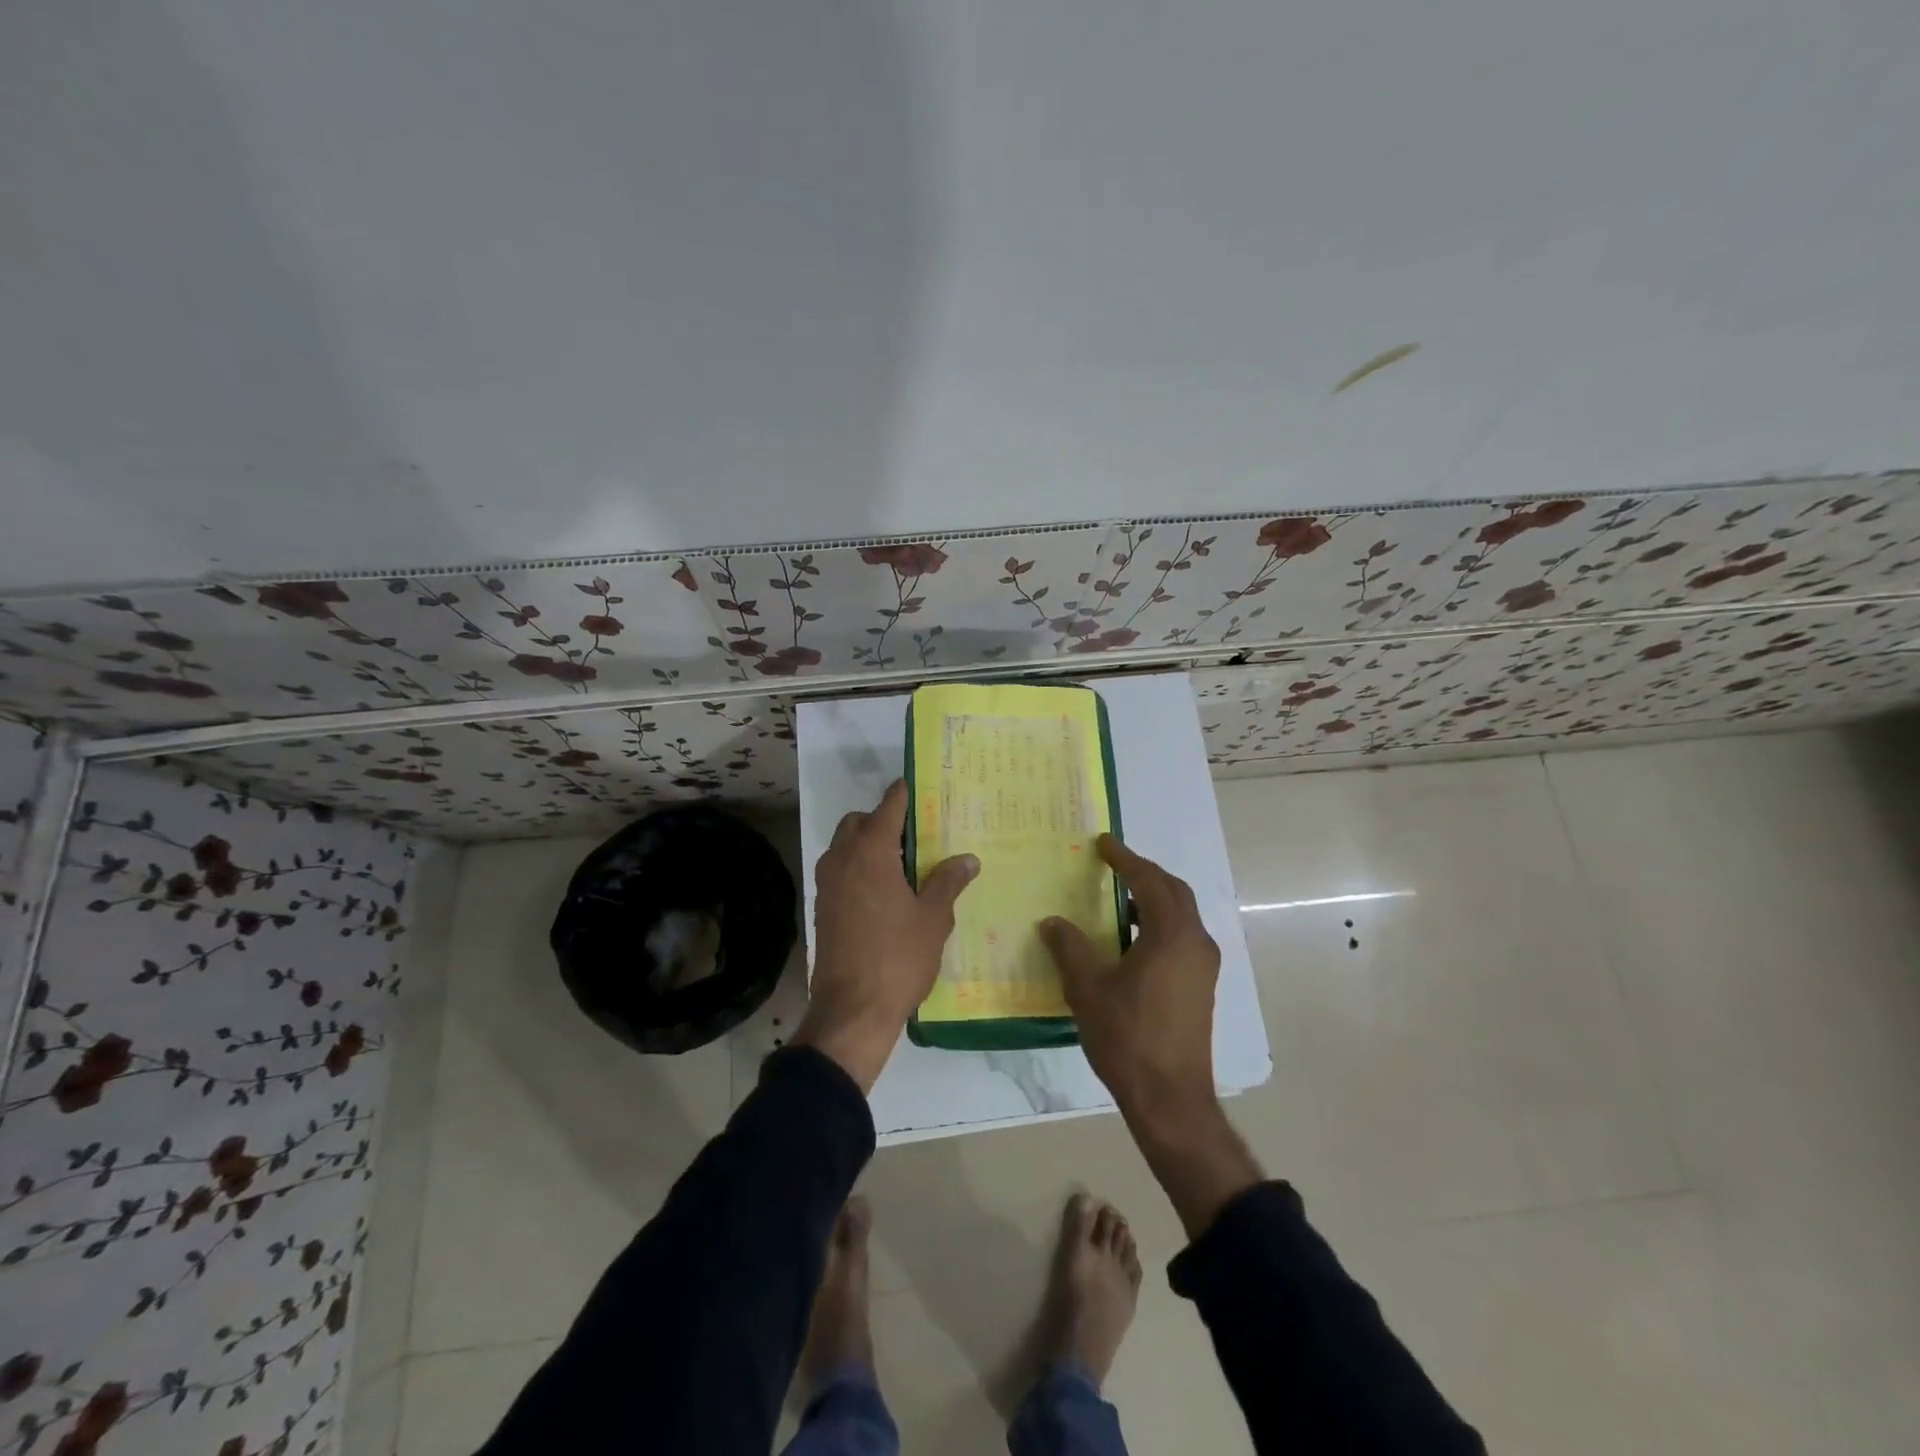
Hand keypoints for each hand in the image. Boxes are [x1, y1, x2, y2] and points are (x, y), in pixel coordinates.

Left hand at [797, 779, 978, 1090]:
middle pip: (859, 822)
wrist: (852, 1010)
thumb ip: (948, 882)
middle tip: (915, 837)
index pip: (888, 807)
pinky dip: (858, 868)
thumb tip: (968, 858)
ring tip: (902, 865)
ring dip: (868, 844)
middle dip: (883, 820)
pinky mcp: (822, 907)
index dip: (904, 794)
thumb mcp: (933, 918)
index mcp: (870, 851)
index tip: (918, 786)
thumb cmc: (898, 957)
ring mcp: (827, 884)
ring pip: (845, 847)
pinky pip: (840, 872)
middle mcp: (842, 858)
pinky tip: (884, 892)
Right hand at [1041, 837, 1261, 1237]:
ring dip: (1153, 899)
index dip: (1124, 859)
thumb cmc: (1128, 1037)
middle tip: (1113, 865)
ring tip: (1119, 899)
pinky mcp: (1201, 986)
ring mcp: (1203, 966)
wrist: (1170, 1099)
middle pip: (1174, 892)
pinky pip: (1182, 937)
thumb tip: (1053, 922)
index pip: (1149, 881)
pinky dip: (1159, 924)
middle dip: (1145, 873)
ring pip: (1181, 915)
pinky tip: (1132, 940)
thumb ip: (1069, 947)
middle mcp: (1196, 942)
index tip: (1103, 844)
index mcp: (1172, 935)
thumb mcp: (1087, 989)